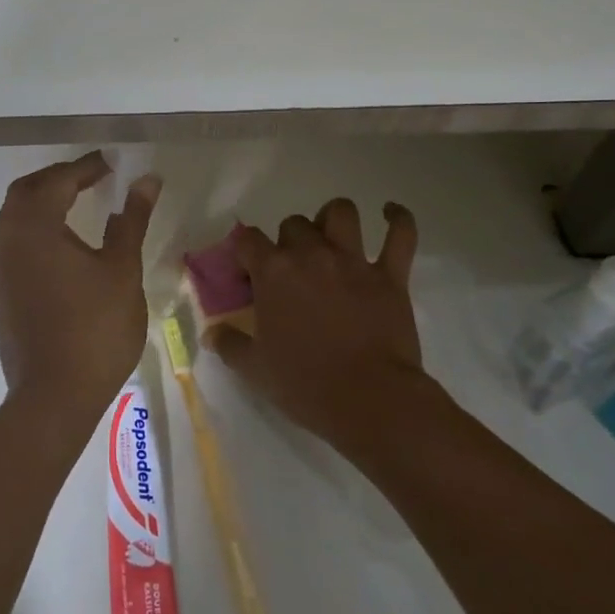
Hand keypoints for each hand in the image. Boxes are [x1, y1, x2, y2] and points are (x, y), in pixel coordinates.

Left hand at [0, 152, 160, 421]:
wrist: (53, 397)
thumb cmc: (95, 328)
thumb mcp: (121, 269)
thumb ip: (131, 219)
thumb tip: (146, 180)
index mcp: (33, 227)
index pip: (57, 181)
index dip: (85, 168)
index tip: (111, 163)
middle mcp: (5, 240)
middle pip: (26, 192)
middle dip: (57, 179)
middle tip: (91, 178)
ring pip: (13, 218)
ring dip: (41, 203)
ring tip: (75, 204)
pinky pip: (10, 244)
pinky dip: (33, 230)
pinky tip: (57, 246)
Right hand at [212, 198, 426, 453]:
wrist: (369, 400)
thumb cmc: (305, 384)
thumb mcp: (254, 370)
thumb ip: (230, 344)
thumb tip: (213, 332)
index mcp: (274, 272)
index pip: (247, 239)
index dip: (243, 252)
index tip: (246, 274)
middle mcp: (311, 254)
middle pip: (294, 224)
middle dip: (288, 241)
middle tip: (291, 269)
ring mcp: (353, 261)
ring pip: (342, 213)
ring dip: (333, 219)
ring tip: (332, 236)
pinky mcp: (390, 275)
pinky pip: (400, 235)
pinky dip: (398, 219)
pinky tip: (390, 213)